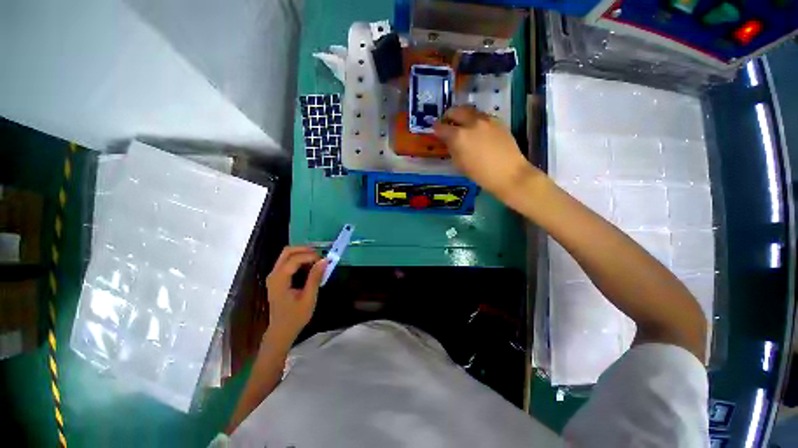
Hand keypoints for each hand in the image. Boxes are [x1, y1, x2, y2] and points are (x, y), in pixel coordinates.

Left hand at [265, 246, 327, 341]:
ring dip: (303, 254)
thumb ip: (315, 277)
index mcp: (279, 279)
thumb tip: (325, 260)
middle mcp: (274, 274)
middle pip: (287, 252)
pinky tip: (310, 267)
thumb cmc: (295, 316)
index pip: (294, 259)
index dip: (310, 256)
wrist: (281, 331)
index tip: (324, 261)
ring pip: (287, 255)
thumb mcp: (309, 297)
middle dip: (305, 250)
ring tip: (317, 261)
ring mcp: (274, 276)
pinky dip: (300, 260)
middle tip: (320, 255)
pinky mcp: (277, 278)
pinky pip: (288, 262)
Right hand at [433, 106, 540, 201]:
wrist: (509, 173)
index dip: (436, 128)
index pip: (442, 127)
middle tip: (447, 123)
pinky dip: (475, 120)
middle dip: (449, 116)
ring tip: (462, 126)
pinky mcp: (498, 121)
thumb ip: (452, 149)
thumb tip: (449, 140)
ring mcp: (486, 120)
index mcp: (459, 136)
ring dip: (463, 116)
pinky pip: (482, 116)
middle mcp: (472, 123)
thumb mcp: (459, 164)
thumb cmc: (480, 174)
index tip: (435, 130)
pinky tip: (477, 130)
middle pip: (456, 111)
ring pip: (470, 111)